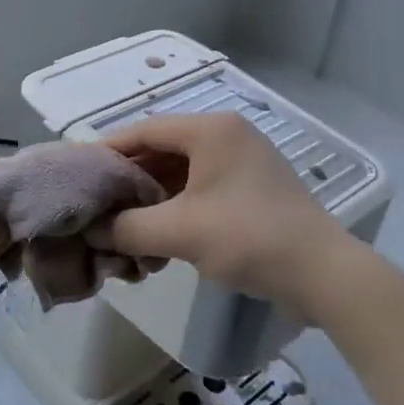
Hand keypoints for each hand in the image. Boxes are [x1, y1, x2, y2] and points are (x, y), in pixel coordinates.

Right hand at [97, 113, 355, 318]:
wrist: (324, 274)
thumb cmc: (249, 238)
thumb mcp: (180, 232)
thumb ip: (128, 228)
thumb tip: (93, 231)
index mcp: (212, 130)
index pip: (145, 130)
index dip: (109, 150)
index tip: (80, 173)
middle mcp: (227, 135)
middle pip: (163, 149)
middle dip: (129, 179)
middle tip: (97, 204)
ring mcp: (243, 161)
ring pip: (181, 172)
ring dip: (152, 197)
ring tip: (122, 225)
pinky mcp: (252, 188)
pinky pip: (201, 188)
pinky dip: (176, 207)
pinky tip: (157, 236)